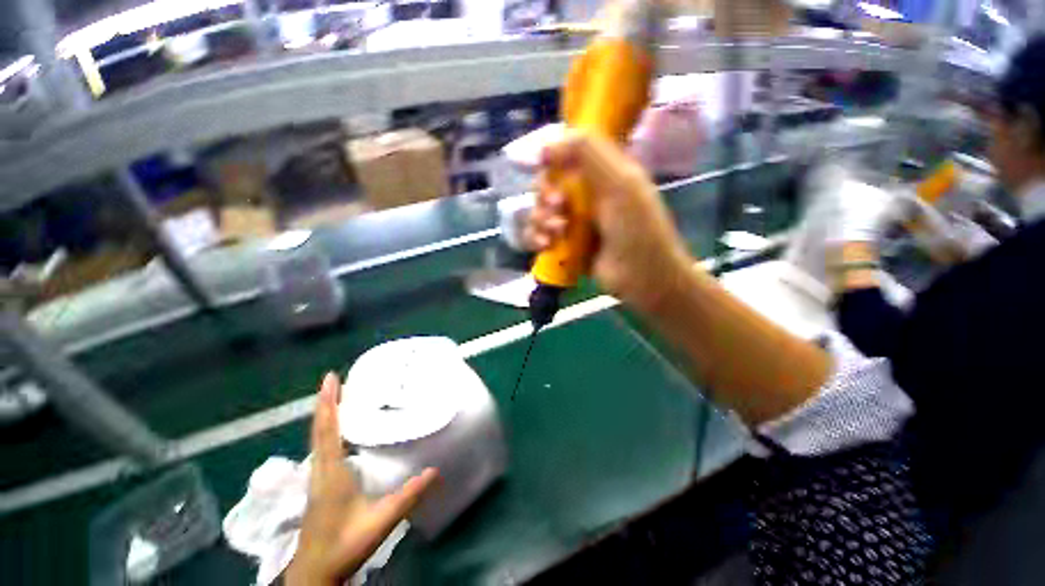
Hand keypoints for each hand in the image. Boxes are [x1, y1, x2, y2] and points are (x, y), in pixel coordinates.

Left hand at [286, 373, 438, 585]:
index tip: (331, 377)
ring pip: (316, 443)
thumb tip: (434, 472)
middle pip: (318, 431)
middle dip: (324, 405)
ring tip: (333, 405)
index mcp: (332, 472)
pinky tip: (332, 446)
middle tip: (333, 383)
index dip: (329, 402)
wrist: (318, 564)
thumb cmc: (347, 541)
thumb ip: (407, 497)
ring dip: (323, 420)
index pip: (328, 430)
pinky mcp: (316, 492)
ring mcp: (315, 482)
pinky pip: (318, 454)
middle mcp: (319, 471)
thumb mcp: (381, 520)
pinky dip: (323, 438)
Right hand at [524, 130, 691, 311]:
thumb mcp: (619, 181)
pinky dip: (537, 237)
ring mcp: (579, 219)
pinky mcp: (569, 244)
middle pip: (550, 179)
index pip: (570, 150)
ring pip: (542, 207)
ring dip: (540, 217)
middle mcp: (590, 191)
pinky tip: (545, 245)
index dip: (553, 154)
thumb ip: (585, 151)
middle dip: (545, 192)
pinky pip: (541, 233)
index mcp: (606, 170)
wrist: (646, 279)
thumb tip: (543, 145)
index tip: (543, 163)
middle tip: (557, 206)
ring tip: (554, 231)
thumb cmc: (639, 228)